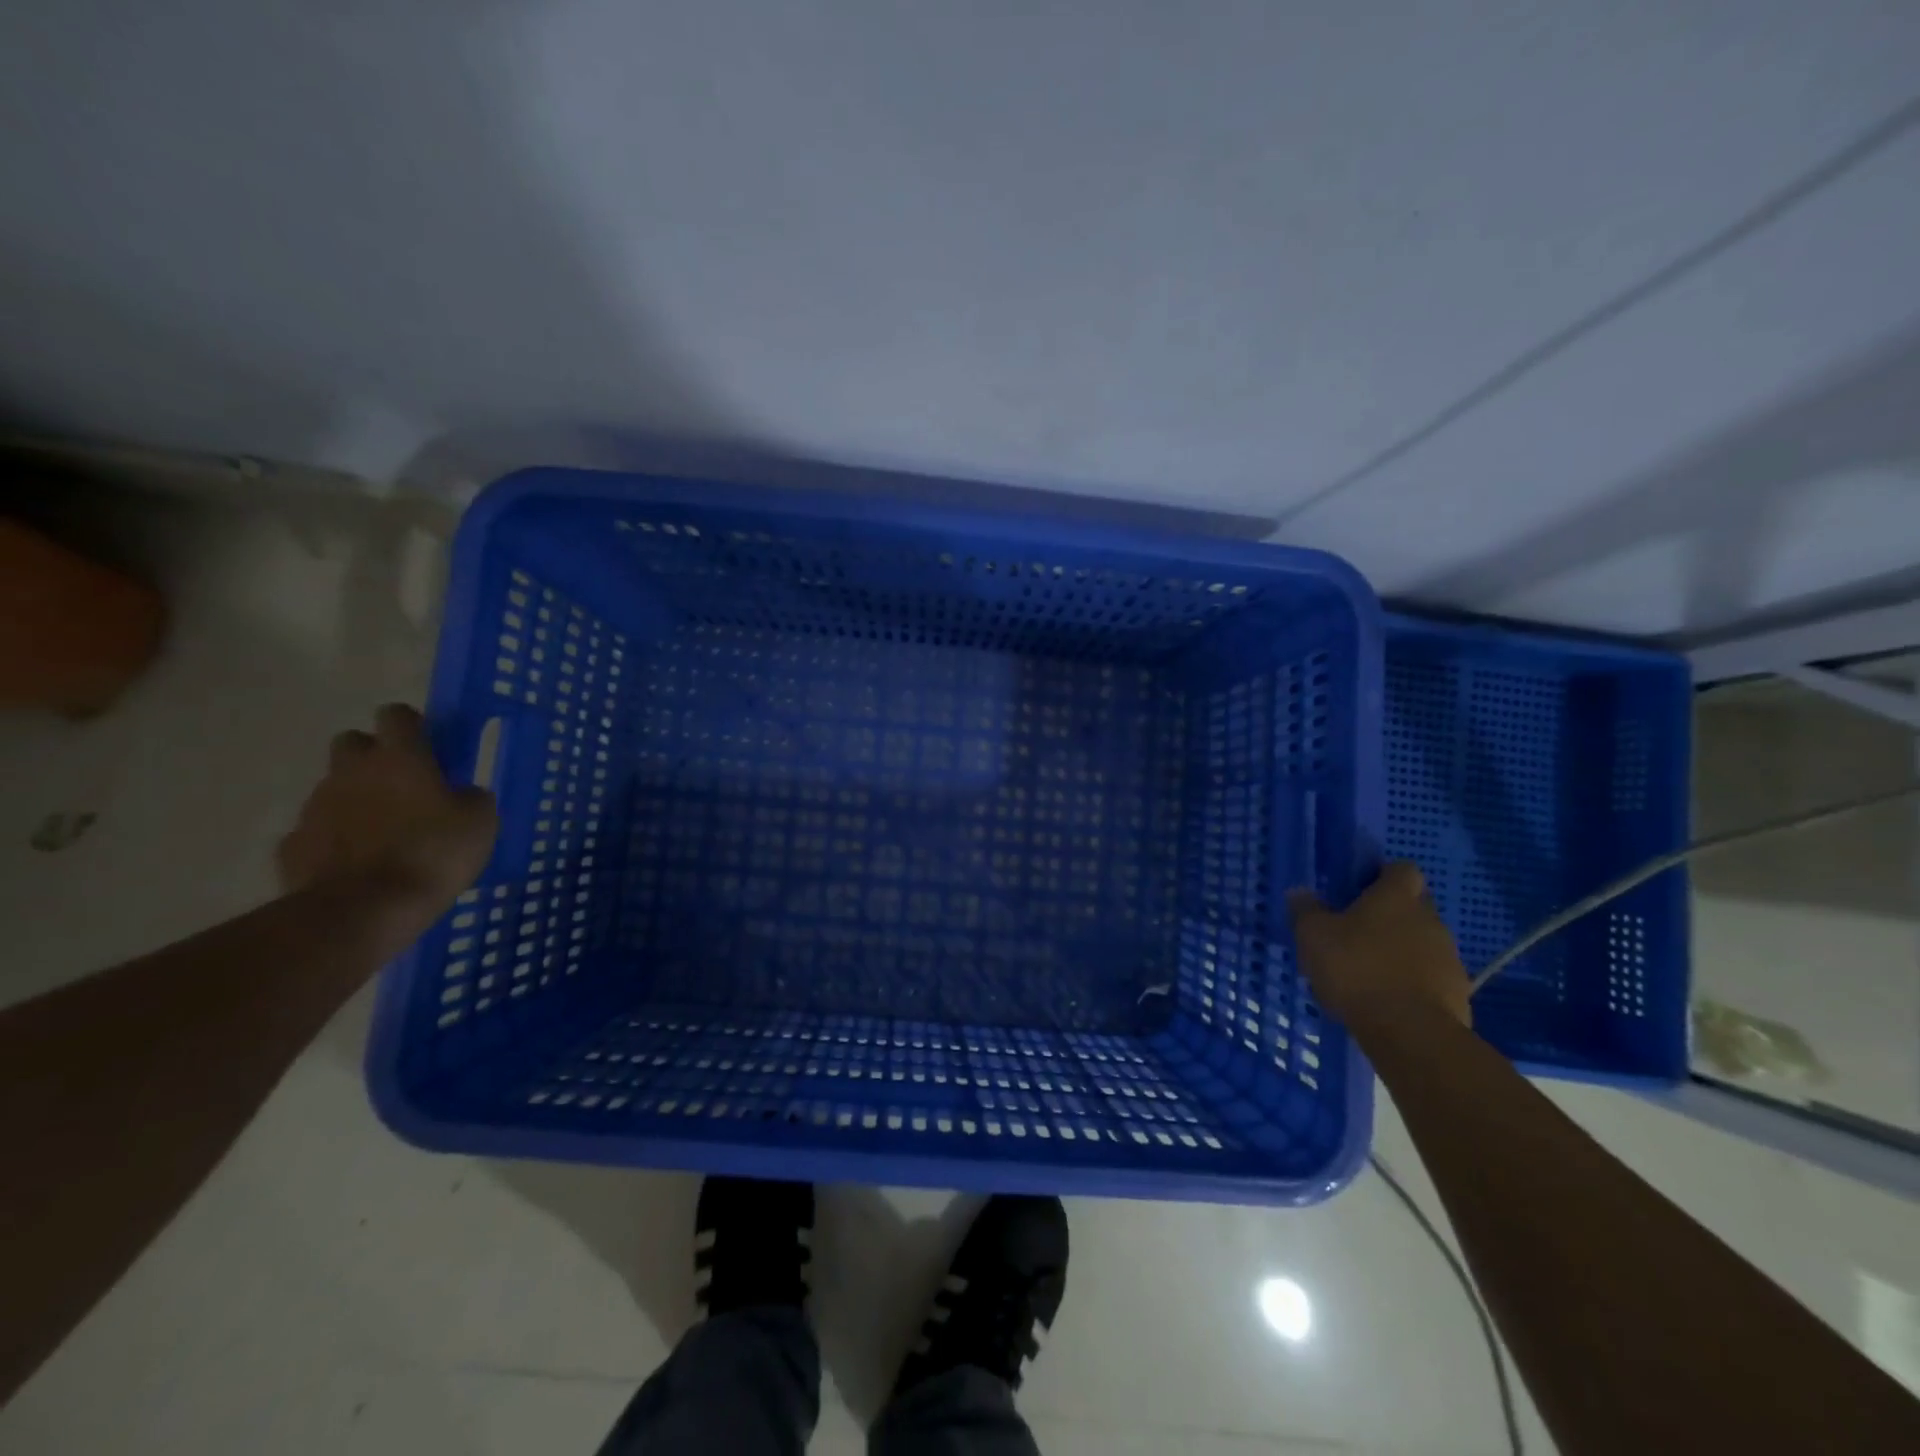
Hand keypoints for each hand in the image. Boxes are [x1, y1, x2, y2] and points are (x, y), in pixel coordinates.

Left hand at [277, 704, 497, 922]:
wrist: (363, 910)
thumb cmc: (433, 853)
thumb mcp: (480, 822)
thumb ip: (471, 797)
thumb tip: (462, 792)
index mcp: (399, 757)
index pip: (397, 715)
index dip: (413, 725)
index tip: (429, 744)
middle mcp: (351, 771)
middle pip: (353, 743)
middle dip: (373, 757)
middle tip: (404, 785)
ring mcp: (315, 807)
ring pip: (334, 788)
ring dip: (356, 800)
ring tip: (385, 834)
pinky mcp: (293, 845)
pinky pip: (316, 831)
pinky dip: (334, 840)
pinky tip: (357, 864)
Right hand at [1287, 862, 1471, 1033]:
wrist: (1410, 1032)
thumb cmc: (1357, 969)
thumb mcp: (1313, 936)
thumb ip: (1306, 910)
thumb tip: (1299, 892)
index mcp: (1397, 897)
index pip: (1402, 869)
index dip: (1383, 876)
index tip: (1360, 890)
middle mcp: (1430, 919)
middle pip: (1416, 906)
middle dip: (1392, 915)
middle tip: (1358, 931)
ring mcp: (1449, 958)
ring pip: (1425, 943)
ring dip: (1403, 951)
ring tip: (1371, 971)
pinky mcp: (1458, 994)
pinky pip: (1433, 978)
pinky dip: (1414, 983)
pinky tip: (1389, 999)